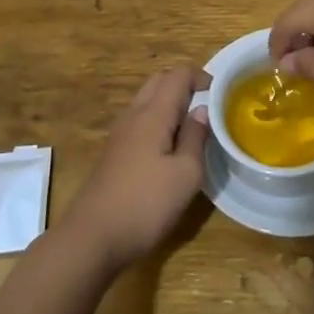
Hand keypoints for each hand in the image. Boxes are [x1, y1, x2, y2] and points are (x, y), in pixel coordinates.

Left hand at [60, 65, 210, 270]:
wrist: (92, 237)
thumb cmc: (146, 205)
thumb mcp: (186, 174)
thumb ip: (195, 137)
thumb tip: (201, 110)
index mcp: (153, 114)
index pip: (177, 76)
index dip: (201, 76)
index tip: (220, 93)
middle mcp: (133, 116)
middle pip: (158, 82)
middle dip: (184, 84)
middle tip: (207, 105)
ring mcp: (119, 135)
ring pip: (146, 101)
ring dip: (169, 103)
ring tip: (192, 126)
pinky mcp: (114, 153)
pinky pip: (139, 121)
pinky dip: (158, 121)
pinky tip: (169, 147)